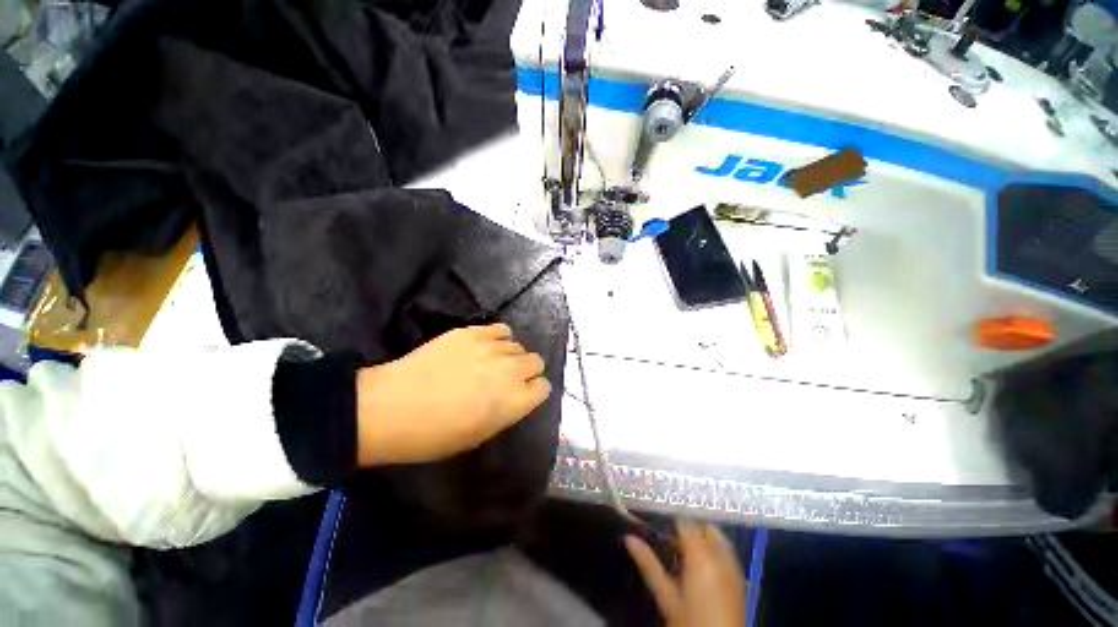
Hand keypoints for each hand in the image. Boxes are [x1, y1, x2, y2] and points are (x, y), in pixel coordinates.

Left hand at [355, 323, 551, 465]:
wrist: (392, 407)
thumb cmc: (434, 435)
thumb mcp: (480, 435)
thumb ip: (507, 411)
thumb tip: (515, 395)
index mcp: (516, 401)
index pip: (544, 387)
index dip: (533, 391)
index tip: (521, 395)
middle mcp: (512, 370)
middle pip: (536, 361)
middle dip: (526, 371)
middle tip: (505, 379)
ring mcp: (492, 347)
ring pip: (518, 345)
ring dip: (510, 355)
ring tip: (490, 362)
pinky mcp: (473, 332)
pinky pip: (501, 329)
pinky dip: (497, 338)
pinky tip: (483, 347)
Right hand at [625, 522, 747, 626]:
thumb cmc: (688, 621)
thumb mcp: (665, 595)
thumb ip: (648, 563)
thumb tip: (628, 538)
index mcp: (700, 556)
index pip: (684, 522)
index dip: (671, 521)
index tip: (658, 526)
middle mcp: (719, 556)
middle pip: (703, 527)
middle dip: (689, 530)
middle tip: (671, 543)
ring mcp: (733, 566)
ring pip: (716, 538)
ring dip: (702, 540)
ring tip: (684, 555)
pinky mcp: (740, 578)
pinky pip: (726, 553)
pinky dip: (713, 552)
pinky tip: (700, 567)